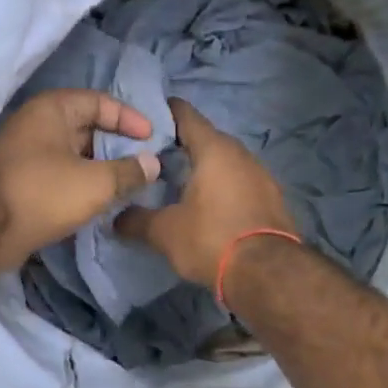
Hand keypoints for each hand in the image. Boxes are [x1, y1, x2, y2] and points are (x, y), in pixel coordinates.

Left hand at [0, 89, 160, 271]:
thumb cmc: (45, 194)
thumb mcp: (97, 183)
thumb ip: (129, 171)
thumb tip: (153, 164)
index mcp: (51, 109)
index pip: (99, 101)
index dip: (129, 118)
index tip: (151, 138)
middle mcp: (34, 123)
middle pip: (85, 125)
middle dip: (115, 143)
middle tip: (142, 161)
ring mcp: (23, 151)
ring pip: (71, 151)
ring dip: (98, 164)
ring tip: (126, 182)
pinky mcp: (19, 179)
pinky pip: (58, 171)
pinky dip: (80, 179)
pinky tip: (98, 198)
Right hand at [114, 99, 294, 287]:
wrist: (268, 274)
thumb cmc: (211, 239)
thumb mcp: (164, 232)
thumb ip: (136, 220)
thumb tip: (115, 218)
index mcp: (213, 149)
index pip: (185, 115)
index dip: (162, 113)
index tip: (141, 122)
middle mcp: (241, 153)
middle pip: (205, 138)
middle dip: (180, 145)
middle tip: (152, 158)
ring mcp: (261, 175)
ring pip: (224, 161)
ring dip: (203, 167)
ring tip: (177, 183)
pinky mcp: (272, 198)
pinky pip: (239, 182)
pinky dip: (221, 186)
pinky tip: (207, 205)